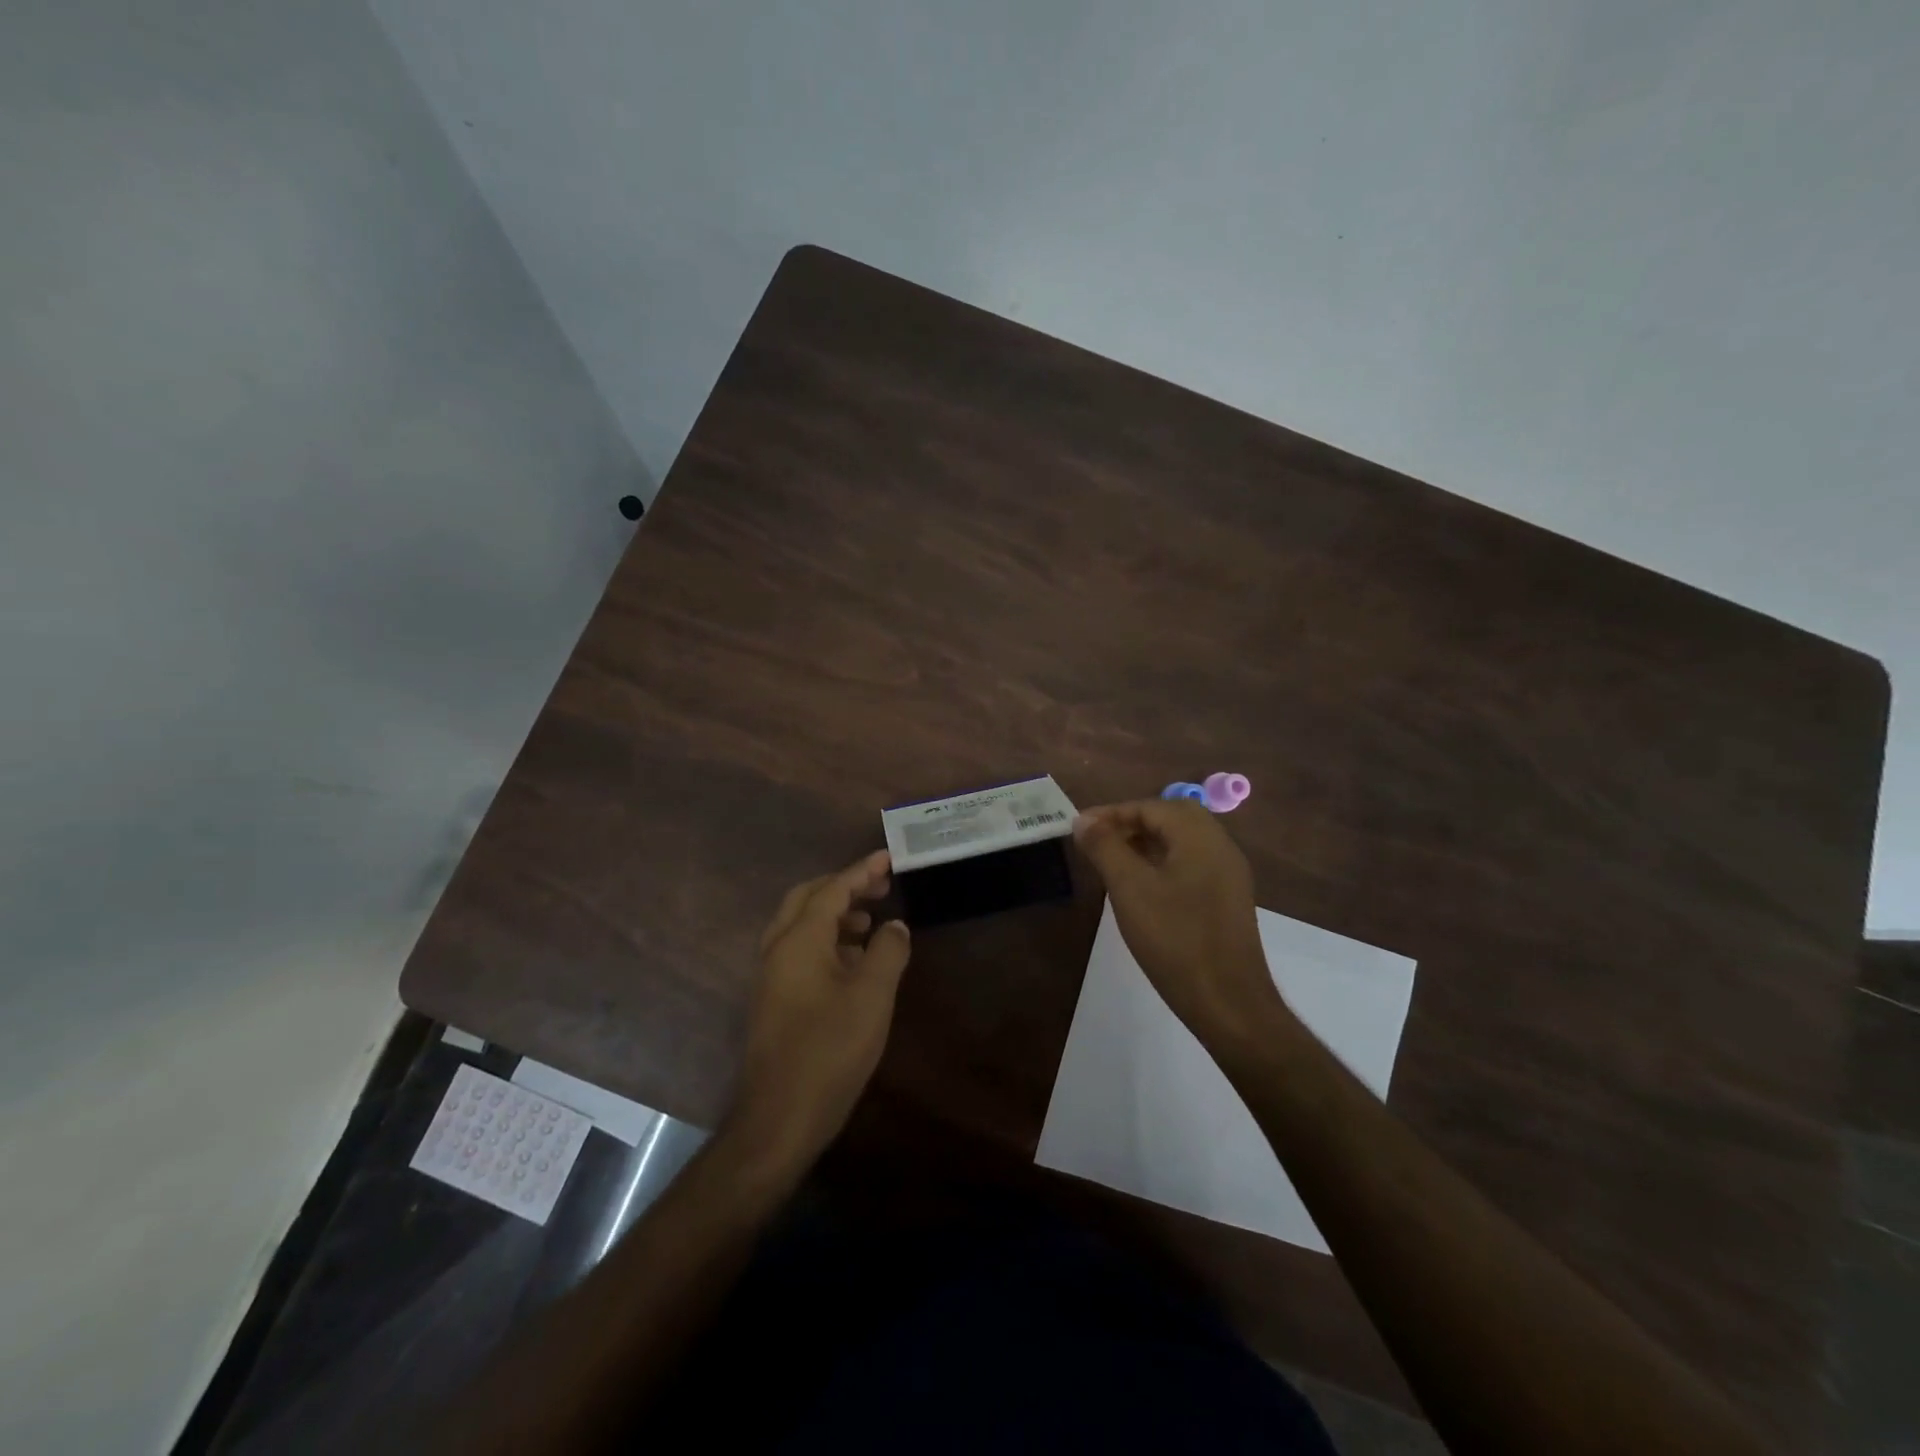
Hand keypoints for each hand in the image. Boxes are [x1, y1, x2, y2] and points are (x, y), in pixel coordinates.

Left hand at [727, 850, 911, 1168]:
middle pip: (808, 898)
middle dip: (844, 886)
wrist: (780, 1117)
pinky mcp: (773, 998)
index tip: (888, 858)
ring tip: (870, 921)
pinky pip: (798, 949)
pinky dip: (825, 939)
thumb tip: (894, 925)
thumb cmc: (830, 1050)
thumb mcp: (872, 997)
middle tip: (880, 886)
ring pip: (800, 924)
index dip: (861, 871)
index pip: (832, 890)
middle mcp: (777, 948)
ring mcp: (770, 975)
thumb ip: (888, 952)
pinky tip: (852, 960)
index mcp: (798, 940)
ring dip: (834, 913)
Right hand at [1073, 800, 1288, 1046]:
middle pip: (1172, 817)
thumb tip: (1084, 820)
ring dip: (1146, 842)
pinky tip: (1141, 888)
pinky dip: (1162, 862)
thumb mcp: (1129, 889)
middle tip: (1099, 839)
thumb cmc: (1175, 939)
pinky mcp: (1227, 900)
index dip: (1112, 813)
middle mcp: (1220, 847)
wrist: (1228, 1003)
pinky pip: (1191, 864)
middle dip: (1132, 822)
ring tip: (1112, 861)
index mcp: (1200, 837)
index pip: (1151, 807)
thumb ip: (1105, 847)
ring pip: (1182, 842)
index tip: (1080, 827)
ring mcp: (1228, 875)